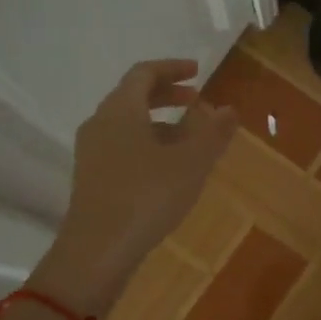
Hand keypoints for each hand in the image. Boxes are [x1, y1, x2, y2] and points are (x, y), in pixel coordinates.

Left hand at [29, 59, 235, 317]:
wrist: (97, 250)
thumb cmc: (146, 196)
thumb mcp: (190, 163)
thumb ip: (212, 132)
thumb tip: (229, 109)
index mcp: (120, 109)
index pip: (144, 73)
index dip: (173, 68)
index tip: (198, 72)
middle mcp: (100, 123)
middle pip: (133, 96)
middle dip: (167, 95)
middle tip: (197, 102)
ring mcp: (91, 152)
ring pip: (127, 124)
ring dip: (159, 123)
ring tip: (190, 139)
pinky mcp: (91, 178)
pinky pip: (121, 146)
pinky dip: (147, 144)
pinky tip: (167, 169)